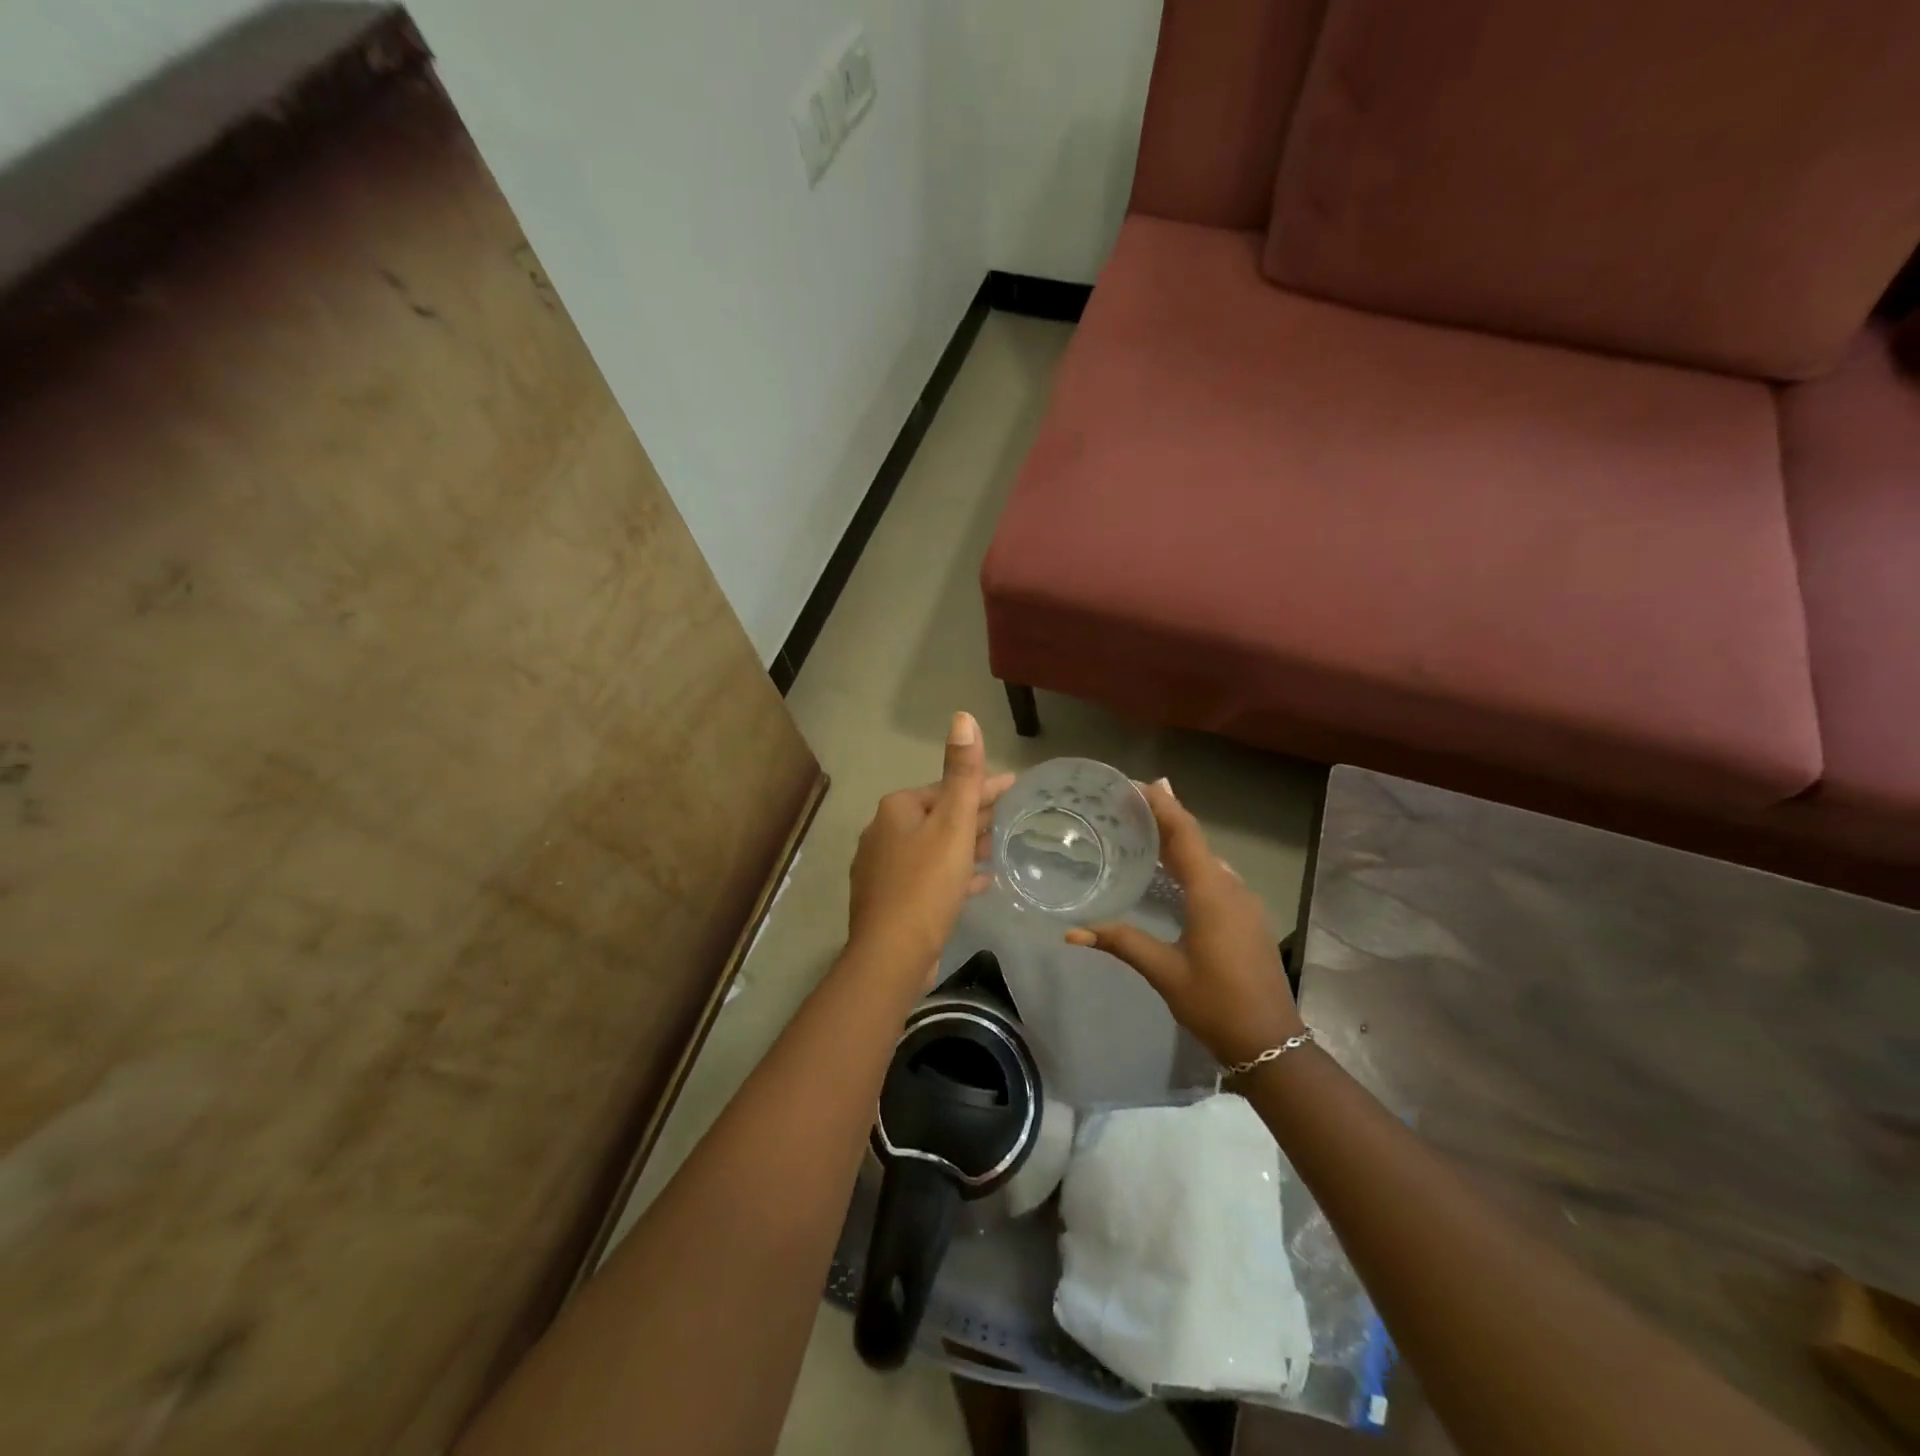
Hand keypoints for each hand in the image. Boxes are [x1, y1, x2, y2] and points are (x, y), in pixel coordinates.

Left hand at [848, 712, 1015, 981]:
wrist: (891, 954)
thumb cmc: (926, 884)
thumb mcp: (952, 825)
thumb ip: (961, 773)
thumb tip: (962, 717)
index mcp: (897, 809)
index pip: (948, 788)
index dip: (984, 787)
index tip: (1015, 787)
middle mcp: (883, 832)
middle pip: (939, 816)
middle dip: (974, 816)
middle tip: (1009, 819)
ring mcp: (882, 867)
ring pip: (933, 847)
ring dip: (965, 846)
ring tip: (997, 850)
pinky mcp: (889, 899)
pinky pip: (927, 877)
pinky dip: (952, 874)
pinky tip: (978, 883)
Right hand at [1065, 780, 1303, 1064]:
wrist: (1271, 1042)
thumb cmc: (1216, 1003)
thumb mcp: (1164, 971)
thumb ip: (1121, 942)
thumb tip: (1072, 932)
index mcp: (1212, 893)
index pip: (1184, 833)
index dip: (1162, 804)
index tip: (1136, 783)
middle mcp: (1231, 888)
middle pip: (1196, 840)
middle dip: (1165, 817)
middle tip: (1127, 803)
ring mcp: (1244, 903)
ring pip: (1207, 858)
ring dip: (1177, 841)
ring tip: (1141, 830)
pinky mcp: (1247, 918)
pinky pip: (1215, 876)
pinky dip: (1190, 863)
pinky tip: (1169, 873)